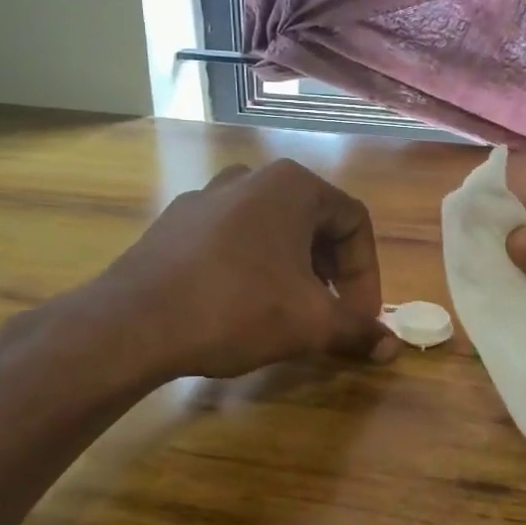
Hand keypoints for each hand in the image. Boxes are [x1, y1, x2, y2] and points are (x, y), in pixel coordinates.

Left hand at [96, 159, 397, 380]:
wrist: (133, 323)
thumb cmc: (237, 309)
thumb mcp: (310, 324)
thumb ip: (357, 330)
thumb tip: (391, 347)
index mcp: (292, 186)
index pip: (354, 223)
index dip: (367, 274)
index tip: (361, 318)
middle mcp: (251, 178)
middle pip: (314, 223)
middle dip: (332, 273)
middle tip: (331, 315)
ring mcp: (207, 197)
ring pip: (272, 232)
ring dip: (295, 271)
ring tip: (290, 313)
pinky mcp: (176, 223)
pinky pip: (233, 241)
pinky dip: (253, 268)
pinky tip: (241, 306)